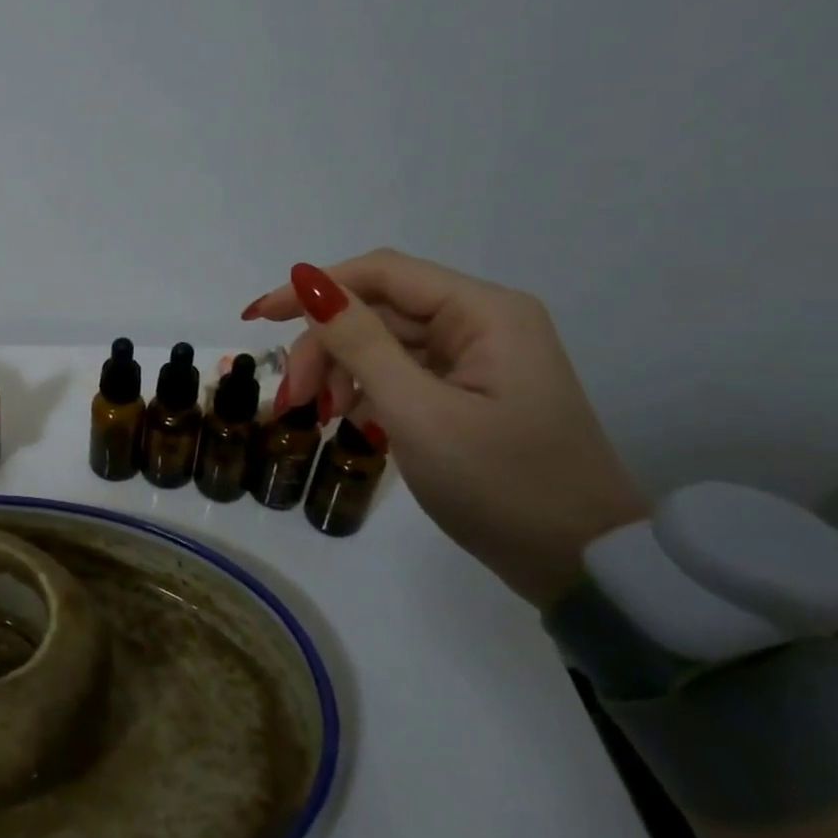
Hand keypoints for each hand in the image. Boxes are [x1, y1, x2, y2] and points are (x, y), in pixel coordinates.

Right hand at [244, 249, 648, 606]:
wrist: (579, 563)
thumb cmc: (501, 484)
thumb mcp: (417, 412)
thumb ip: (359, 342)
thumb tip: (308, 283)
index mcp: (484, 313)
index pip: (381, 273)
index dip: (313, 288)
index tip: (257, 318)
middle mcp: (482, 322)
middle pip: (377, 309)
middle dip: (325, 346)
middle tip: (294, 398)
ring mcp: (478, 358)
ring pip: (383, 342)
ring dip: (341, 371)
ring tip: (323, 416)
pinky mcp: (470, 390)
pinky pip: (401, 372)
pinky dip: (367, 391)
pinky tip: (354, 422)